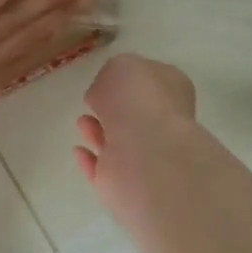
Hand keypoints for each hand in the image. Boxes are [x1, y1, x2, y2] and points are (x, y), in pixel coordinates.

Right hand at [73, 53, 197, 214]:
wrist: (146, 155)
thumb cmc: (138, 101)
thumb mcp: (121, 66)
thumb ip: (111, 75)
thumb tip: (104, 97)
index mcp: (171, 91)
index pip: (150, 83)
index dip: (128, 81)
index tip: (105, 81)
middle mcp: (163, 125)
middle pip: (134, 116)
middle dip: (112, 110)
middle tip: (92, 102)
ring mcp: (146, 158)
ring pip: (118, 144)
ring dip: (98, 133)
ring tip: (82, 122)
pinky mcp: (125, 186)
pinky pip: (102, 171)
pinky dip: (90, 161)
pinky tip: (79, 151)